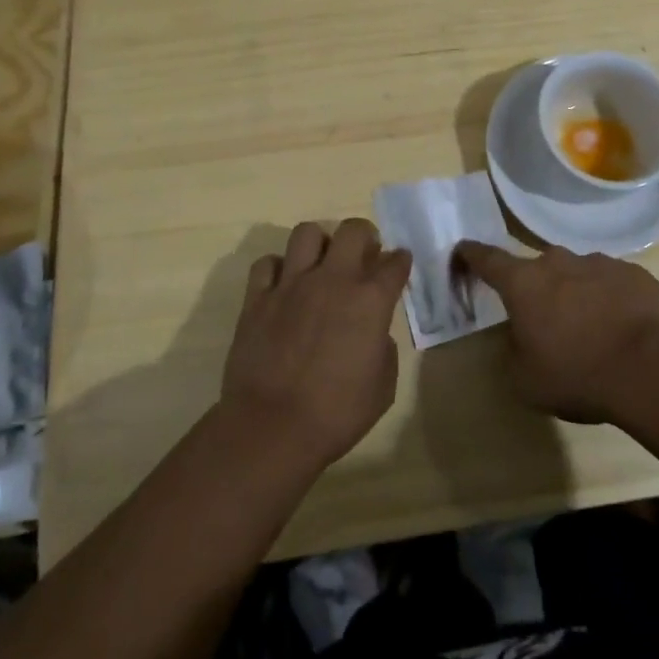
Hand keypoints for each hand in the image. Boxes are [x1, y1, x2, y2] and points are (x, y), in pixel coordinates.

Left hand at [221, 219, 411, 470]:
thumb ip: (383, 348)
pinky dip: (277, 269)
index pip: (395, 263)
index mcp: (369, 301)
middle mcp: (332, 280)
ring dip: (319, 244)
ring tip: (320, 263)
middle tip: (362, 254)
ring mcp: (291, 284)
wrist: (272, 428)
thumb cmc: (336, 414)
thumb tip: (372, 332)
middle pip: (353, 230)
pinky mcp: (257, 297)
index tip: (399, 264)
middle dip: (364, 236)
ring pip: (306, 233)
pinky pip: (266, 264)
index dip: (400, 261)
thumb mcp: (382, 387)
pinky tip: (282, 285)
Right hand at [453, 241, 658, 424]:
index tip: (461, 251)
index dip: (470, 255)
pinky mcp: (634, 273)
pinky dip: (608, 300)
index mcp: (523, 283)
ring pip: (576, 274)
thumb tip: (518, 338)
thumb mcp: (526, 380)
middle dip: (535, 289)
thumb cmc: (578, 374)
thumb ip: (512, 352)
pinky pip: (611, 283)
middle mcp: (558, 262)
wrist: (652, 369)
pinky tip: (621, 330)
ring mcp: (599, 262)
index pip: (486, 258)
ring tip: (589, 331)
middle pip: (536, 269)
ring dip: (574, 295)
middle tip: (544, 321)